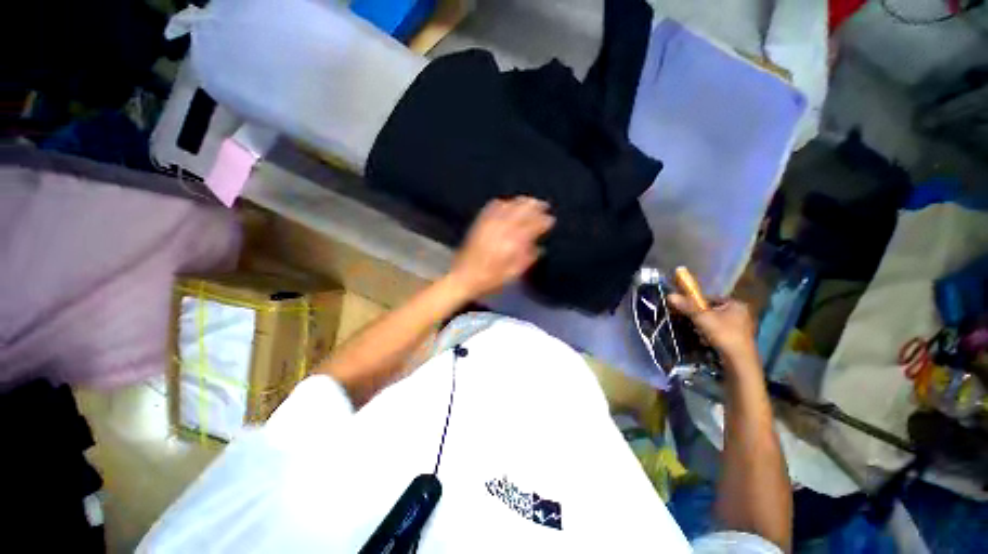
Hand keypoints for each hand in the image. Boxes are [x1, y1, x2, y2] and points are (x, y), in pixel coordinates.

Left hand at [447, 197, 554, 300]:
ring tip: (529, 201)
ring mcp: (489, 224)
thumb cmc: (490, 280)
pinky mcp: (479, 224)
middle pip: (521, 211)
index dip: (543, 221)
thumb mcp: (512, 274)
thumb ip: (527, 259)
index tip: (550, 219)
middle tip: (543, 205)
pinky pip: (492, 208)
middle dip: (534, 206)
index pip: (532, 226)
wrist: (463, 277)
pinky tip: (506, 202)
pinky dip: (502, 203)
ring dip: (520, 202)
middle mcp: (502, 230)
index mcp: (512, 243)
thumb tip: (539, 248)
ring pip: (508, 206)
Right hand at [668, 294, 761, 378]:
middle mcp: (741, 313)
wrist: (738, 361)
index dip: (696, 304)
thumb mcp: (701, 318)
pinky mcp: (738, 340)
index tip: (686, 310)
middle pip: (712, 311)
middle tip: (691, 323)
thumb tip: (669, 295)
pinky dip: (711, 335)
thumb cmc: (723, 334)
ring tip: (698, 334)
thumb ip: (687, 306)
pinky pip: (720, 332)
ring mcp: (742, 327)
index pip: (711, 299)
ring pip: (715, 323)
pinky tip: (705, 341)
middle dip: (700, 318)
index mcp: (736, 304)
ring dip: (704, 328)